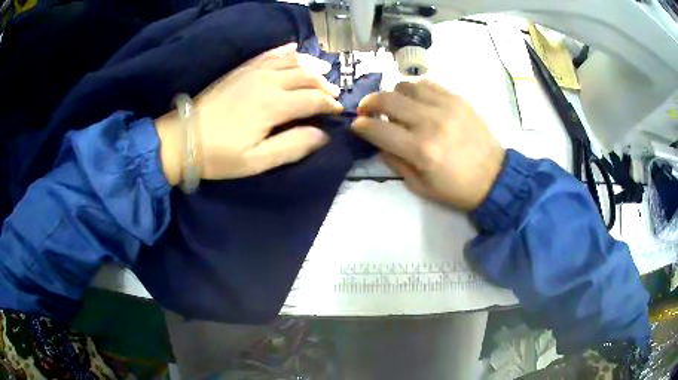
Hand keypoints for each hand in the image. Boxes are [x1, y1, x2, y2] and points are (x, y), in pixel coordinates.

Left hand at [156, 43, 343, 184]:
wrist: (183, 138)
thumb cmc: (219, 155)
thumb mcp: (257, 161)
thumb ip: (293, 146)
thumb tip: (323, 135)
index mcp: (274, 105)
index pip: (314, 99)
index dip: (330, 105)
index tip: (338, 112)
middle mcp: (268, 82)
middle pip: (307, 76)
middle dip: (325, 85)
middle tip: (333, 95)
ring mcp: (253, 71)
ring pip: (292, 61)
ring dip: (311, 66)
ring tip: (324, 72)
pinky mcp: (242, 69)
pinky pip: (270, 53)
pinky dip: (286, 50)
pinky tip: (295, 49)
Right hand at [352, 80, 504, 210]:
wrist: (495, 178)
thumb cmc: (457, 189)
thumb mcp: (420, 187)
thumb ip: (395, 162)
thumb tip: (378, 143)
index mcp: (420, 150)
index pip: (378, 129)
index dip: (361, 125)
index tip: (357, 125)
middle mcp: (430, 122)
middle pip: (387, 99)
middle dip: (369, 103)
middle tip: (368, 110)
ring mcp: (446, 106)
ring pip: (406, 85)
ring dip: (393, 94)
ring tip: (395, 105)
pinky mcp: (458, 99)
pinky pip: (428, 84)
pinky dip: (415, 90)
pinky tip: (416, 101)